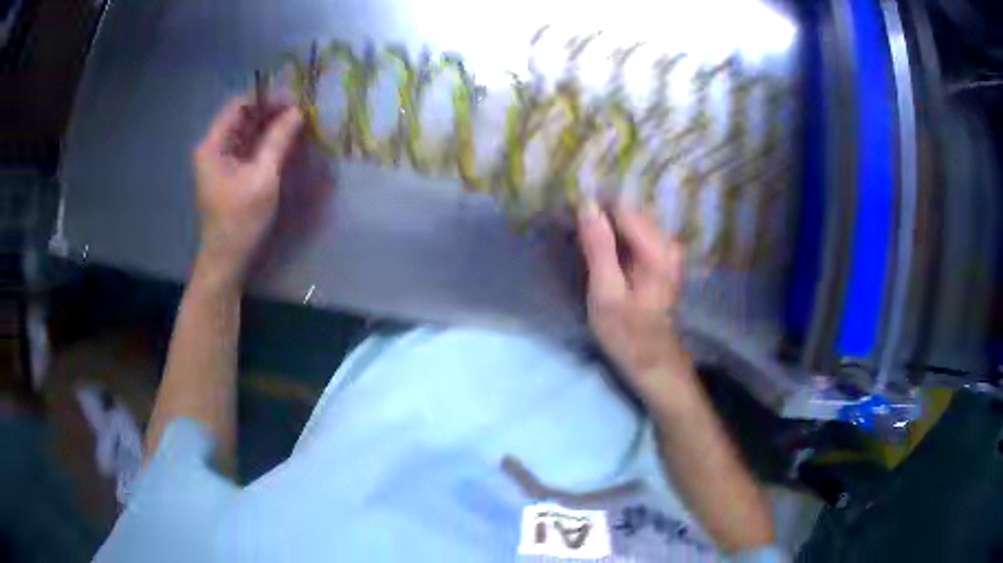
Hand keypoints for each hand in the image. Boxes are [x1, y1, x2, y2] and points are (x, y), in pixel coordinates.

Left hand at [193, 97, 303, 281]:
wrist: (226, 261)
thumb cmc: (240, 220)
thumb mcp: (262, 177)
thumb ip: (278, 140)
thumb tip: (297, 111)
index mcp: (212, 145)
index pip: (238, 105)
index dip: (266, 98)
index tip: (293, 99)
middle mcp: (213, 148)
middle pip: (242, 117)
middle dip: (270, 111)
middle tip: (300, 111)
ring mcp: (220, 161)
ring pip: (246, 132)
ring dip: (270, 125)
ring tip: (297, 123)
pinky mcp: (229, 174)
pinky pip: (248, 148)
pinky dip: (265, 142)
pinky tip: (285, 141)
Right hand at [577, 201, 694, 405]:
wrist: (653, 360)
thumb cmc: (627, 332)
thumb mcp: (605, 292)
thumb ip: (598, 247)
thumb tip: (587, 203)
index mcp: (656, 248)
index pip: (621, 207)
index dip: (594, 208)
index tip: (570, 217)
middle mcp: (667, 241)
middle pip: (628, 211)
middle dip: (600, 217)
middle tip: (575, 235)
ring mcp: (668, 249)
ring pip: (631, 221)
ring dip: (607, 227)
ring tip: (585, 244)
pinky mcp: (663, 257)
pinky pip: (636, 234)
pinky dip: (617, 237)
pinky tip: (603, 252)